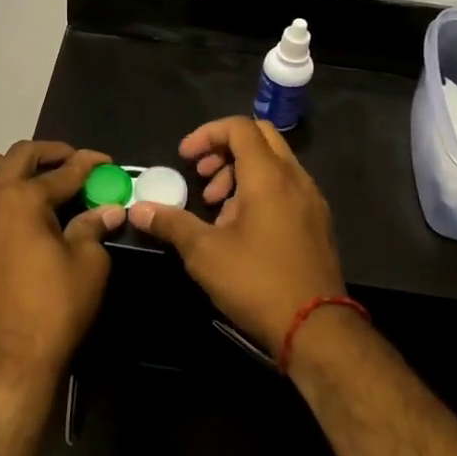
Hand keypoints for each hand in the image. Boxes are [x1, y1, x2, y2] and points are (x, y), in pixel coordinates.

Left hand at [0, 141, 123, 396]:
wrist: (7, 366)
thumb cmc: (54, 311)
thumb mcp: (89, 267)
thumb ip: (93, 229)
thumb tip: (108, 210)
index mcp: (23, 199)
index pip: (64, 173)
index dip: (88, 165)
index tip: (105, 162)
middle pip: (15, 159)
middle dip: (45, 153)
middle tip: (66, 160)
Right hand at [126, 117, 344, 351]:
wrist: (316, 328)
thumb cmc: (257, 282)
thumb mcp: (204, 253)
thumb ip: (171, 224)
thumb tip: (138, 210)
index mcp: (269, 175)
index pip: (239, 127)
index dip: (207, 134)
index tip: (185, 158)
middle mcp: (295, 178)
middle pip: (260, 137)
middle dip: (225, 149)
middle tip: (202, 176)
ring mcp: (311, 200)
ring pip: (274, 164)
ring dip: (241, 173)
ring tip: (217, 209)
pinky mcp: (318, 222)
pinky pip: (286, 188)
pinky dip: (261, 192)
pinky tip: (241, 229)